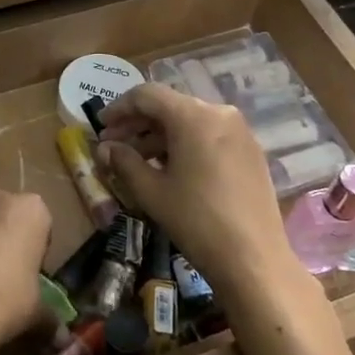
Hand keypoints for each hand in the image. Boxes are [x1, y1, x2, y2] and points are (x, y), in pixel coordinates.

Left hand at [0, 176, 50, 354]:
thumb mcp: (35, 312)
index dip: (33, 247)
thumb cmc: (1, 305)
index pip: (40, 223)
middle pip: (7, 209)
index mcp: (33, 212)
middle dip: (4, 230)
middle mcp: (1, 194)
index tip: (24, 270)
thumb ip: (49, 313)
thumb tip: (59, 332)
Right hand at [96, 83, 301, 303]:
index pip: (147, 95)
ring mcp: (240, 131)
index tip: (100, 126)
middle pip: (170, 106)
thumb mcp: (152, 192)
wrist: (254, 260)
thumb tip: (105, 148)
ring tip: (137, 160)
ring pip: (190, 121)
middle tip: (113, 145)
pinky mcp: (250, 151)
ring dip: (160, 136)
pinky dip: (184, 144)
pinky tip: (169, 168)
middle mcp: (220, 113)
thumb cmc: (197, 221)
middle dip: (138, 124)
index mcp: (194, 116)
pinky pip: (209, 135)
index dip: (119, 108)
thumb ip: (124, 162)